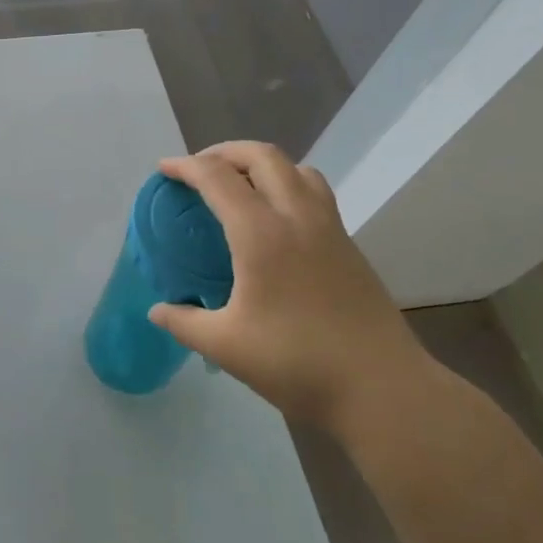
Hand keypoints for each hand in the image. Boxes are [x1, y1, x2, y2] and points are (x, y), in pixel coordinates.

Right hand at [150, 142, 429, 436]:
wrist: (384, 390)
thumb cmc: (298, 364)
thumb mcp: (226, 347)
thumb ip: (185, 323)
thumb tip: (157, 311)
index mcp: (261, 234)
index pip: (217, 177)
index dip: (186, 166)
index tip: (164, 170)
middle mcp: (297, 217)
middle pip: (263, 156)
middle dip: (225, 151)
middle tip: (200, 169)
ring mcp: (330, 229)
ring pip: (297, 169)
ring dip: (262, 164)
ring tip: (240, 186)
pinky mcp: (349, 247)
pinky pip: (315, 193)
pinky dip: (287, 186)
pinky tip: (275, 222)